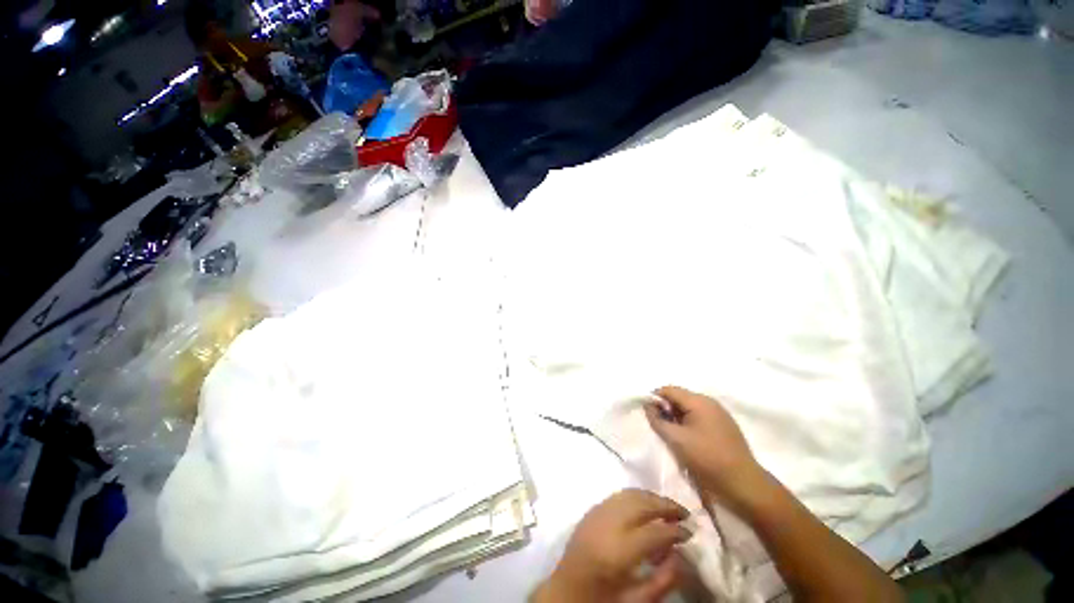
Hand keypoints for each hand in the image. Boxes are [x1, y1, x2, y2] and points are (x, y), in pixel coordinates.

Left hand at [532, 489, 691, 602]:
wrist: (566, 590)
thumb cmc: (602, 599)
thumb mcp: (635, 600)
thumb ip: (663, 580)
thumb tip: (681, 555)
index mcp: (618, 551)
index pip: (654, 531)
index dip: (676, 530)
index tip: (691, 532)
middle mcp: (608, 523)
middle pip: (642, 504)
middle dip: (666, 505)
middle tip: (685, 514)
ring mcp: (598, 512)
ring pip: (630, 494)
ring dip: (652, 498)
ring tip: (668, 508)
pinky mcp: (592, 508)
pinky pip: (618, 495)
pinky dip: (636, 496)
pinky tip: (646, 506)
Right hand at [644, 386, 764, 510]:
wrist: (744, 484)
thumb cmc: (707, 459)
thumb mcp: (676, 439)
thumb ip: (657, 420)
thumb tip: (647, 405)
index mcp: (698, 401)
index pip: (668, 390)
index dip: (654, 399)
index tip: (648, 415)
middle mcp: (709, 402)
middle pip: (679, 397)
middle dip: (666, 409)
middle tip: (659, 427)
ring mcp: (719, 414)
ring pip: (688, 408)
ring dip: (676, 417)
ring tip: (672, 435)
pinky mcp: (724, 426)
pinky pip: (699, 417)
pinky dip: (688, 423)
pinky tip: (687, 439)